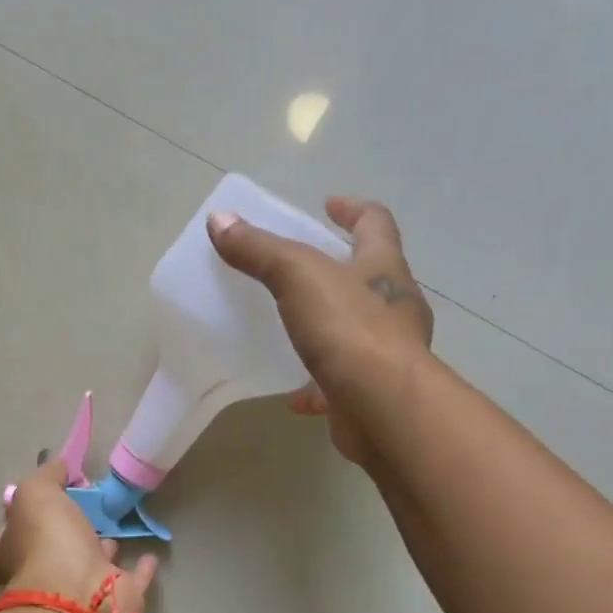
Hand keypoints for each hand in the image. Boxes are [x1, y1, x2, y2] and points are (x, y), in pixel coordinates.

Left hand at [0, 457, 159, 612]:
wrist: (81, 595)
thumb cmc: (46, 541)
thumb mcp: (35, 493)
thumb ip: (46, 477)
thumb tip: (59, 468)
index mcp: (10, 557)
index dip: (5, 531)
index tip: (26, 510)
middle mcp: (41, 579)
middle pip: (46, 556)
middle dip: (62, 536)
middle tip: (81, 508)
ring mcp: (78, 594)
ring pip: (88, 568)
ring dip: (100, 548)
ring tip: (114, 523)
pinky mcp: (114, 602)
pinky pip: (130, 582)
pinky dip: (140, 570)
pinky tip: (150, 555)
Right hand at [208, 197, 432, 464]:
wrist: (383, 407)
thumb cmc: (349, 330)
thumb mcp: (298, 277)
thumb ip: (260, 250)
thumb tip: (218, 219)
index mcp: (383, 268)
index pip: (375, 224)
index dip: (352, 210)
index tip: (328, 205)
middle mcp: (394, 307)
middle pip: (371, 277)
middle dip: (343, 270)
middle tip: (306, 271)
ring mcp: (388, 353)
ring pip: (358, 332)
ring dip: (331, 329)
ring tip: (296, 332)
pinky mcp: (374, 393)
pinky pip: (343, 384)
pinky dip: (318, 386)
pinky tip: (294, 397)